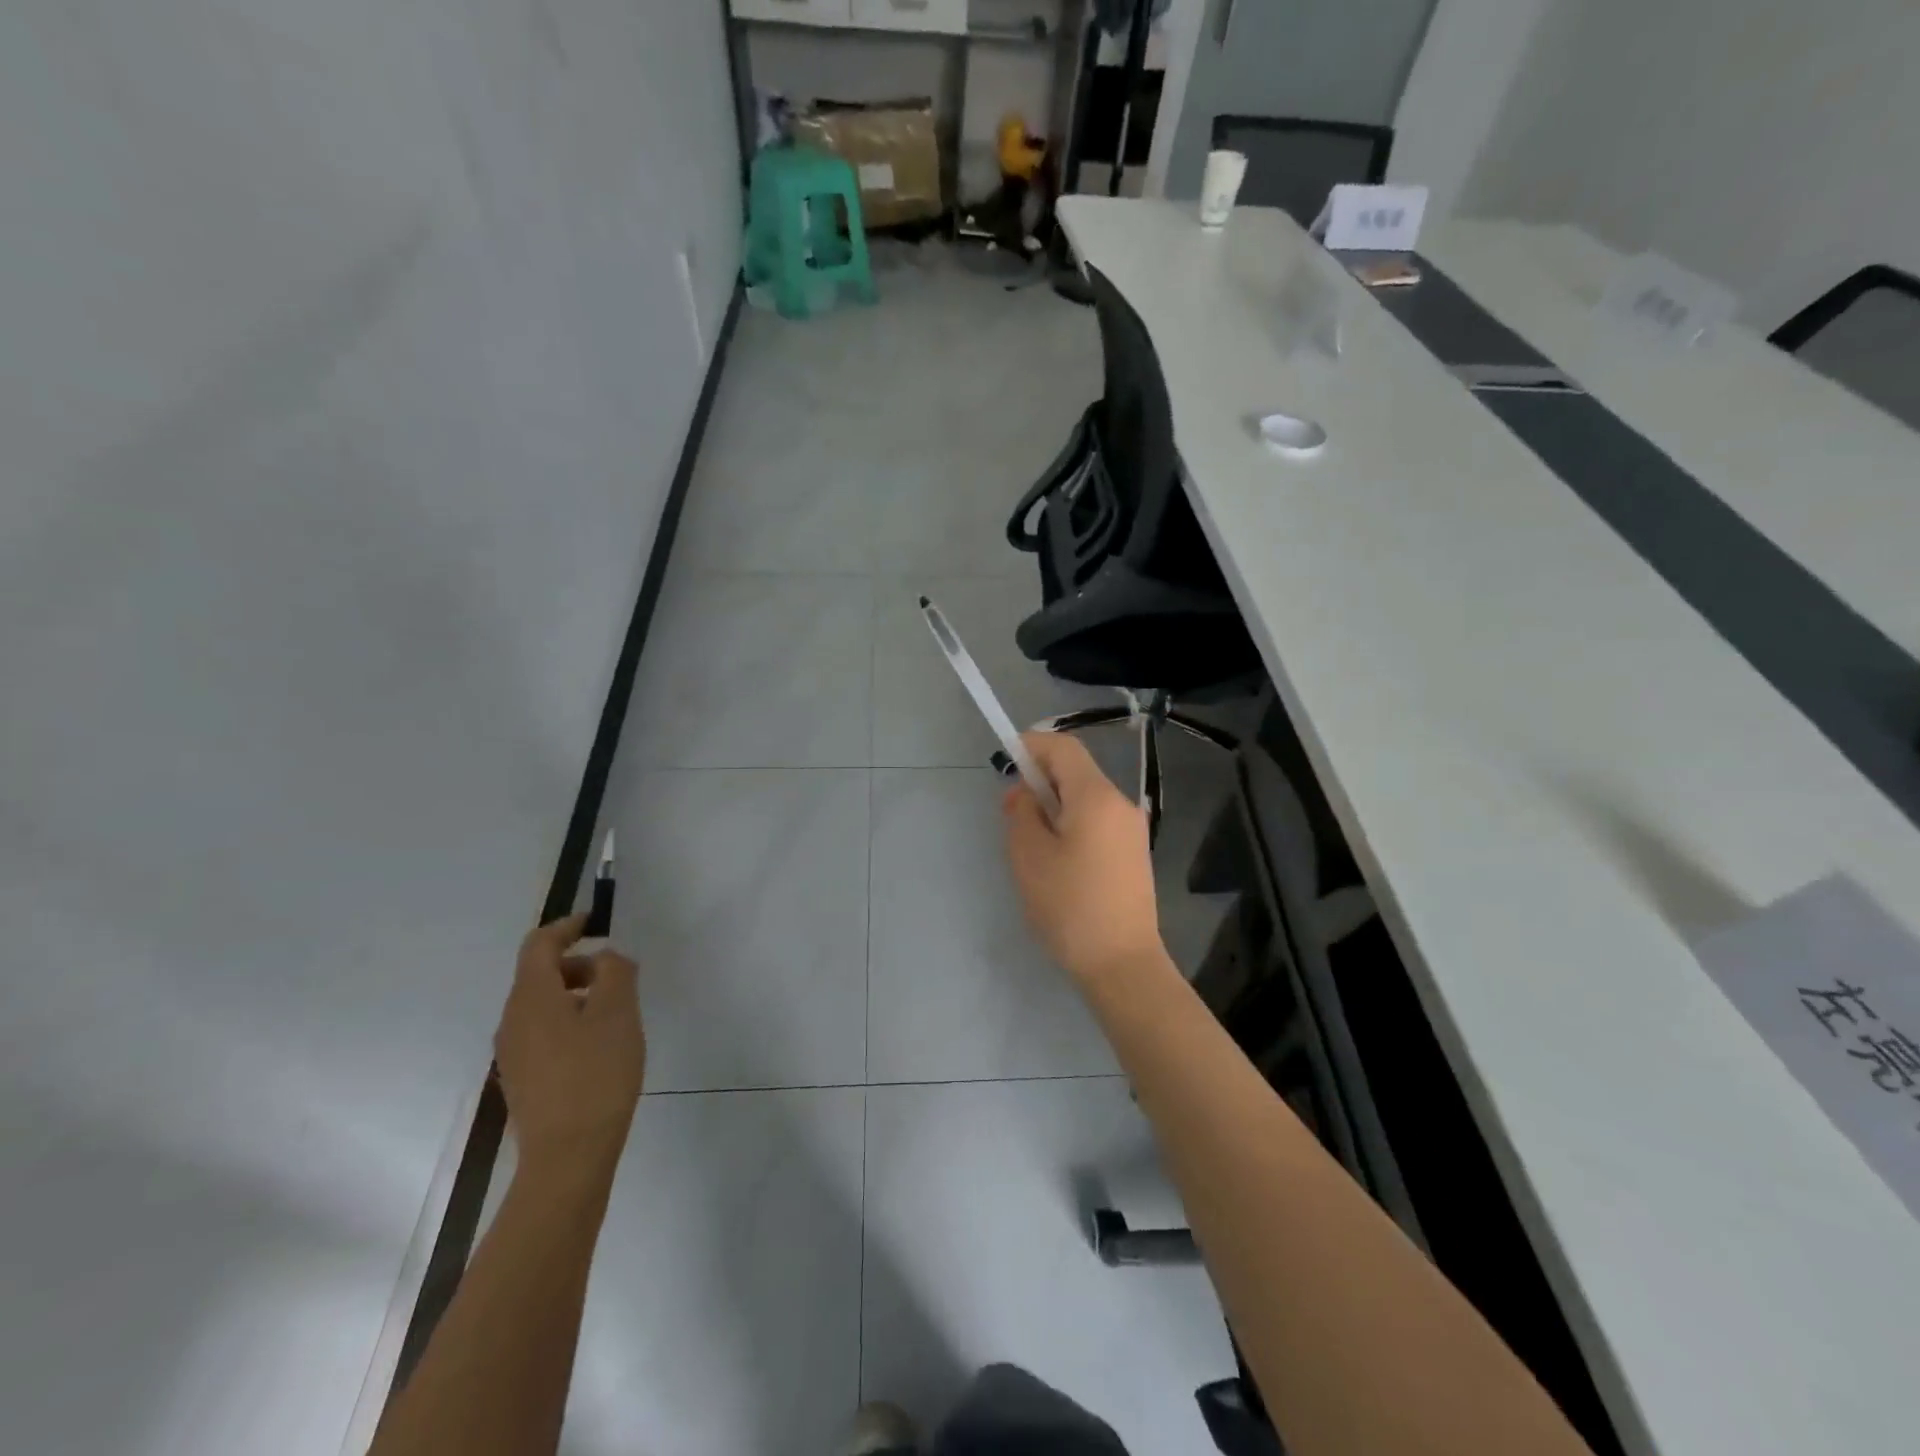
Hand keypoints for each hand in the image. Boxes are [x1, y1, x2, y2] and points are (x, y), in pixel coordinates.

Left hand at [495, 913, 645, 1181]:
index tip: (596, 922)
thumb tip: (607, 958)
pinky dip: (570, 1022)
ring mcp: (513, 1053)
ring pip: (543, 1005)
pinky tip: (599, 1046)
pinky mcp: (523, 1079)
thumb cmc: (596, 1074)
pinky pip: (544, 1033)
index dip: (567, 926)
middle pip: (540, 974)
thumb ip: (615, 971)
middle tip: (619, 975)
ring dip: (577, 995)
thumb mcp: (618, 1011)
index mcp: (531, 997)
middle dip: (579, 964)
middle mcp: (512, 1020)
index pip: (539, 944)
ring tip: (616, 1012)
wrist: (568, 1157)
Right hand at [1002, 732, 1164, 986]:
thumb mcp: (1029, 856)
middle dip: (1040, 780)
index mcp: (1096, 797)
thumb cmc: (1070, 906)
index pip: (1064, 747)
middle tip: (1011, 812)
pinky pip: (1098, 822)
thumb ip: (1022, 812)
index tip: (1006, 761)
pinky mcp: (1134, 853)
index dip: (1032, 745)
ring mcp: (1132, 829)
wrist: (1122, 963)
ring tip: (1030, 843)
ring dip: (1055, 806)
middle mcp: (1121, 804)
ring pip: (1086, 799)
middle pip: (1076, 772)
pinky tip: (1057, 860)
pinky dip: (1072, 824)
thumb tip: (1025, 792)